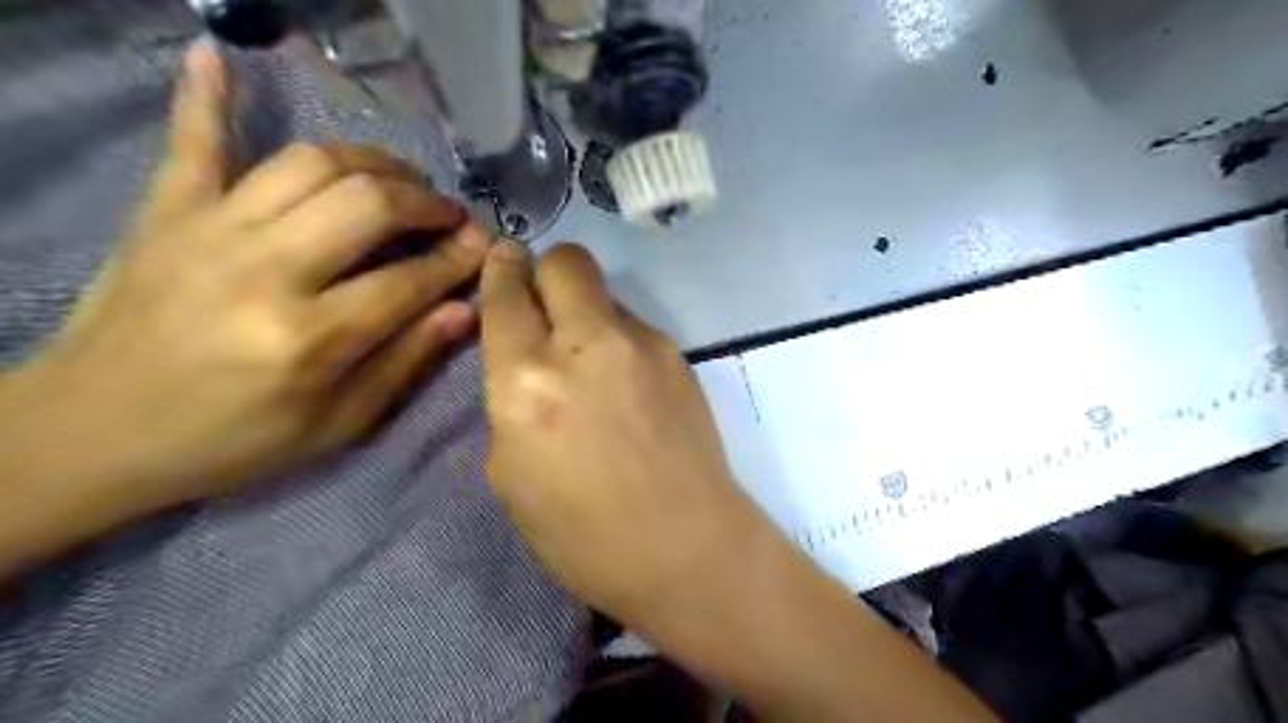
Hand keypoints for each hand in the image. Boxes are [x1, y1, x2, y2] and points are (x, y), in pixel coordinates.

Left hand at [5, 43, 487, 516]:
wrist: (92, 435)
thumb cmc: (232, 442)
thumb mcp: (337, 426)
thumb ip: (405, 363)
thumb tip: (466, 310)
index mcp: (310, 338)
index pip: (410, 280)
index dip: (458, 260)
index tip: (485, 246)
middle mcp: (265, 271)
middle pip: (368, 204)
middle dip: (425, 203)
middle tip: (449, 215)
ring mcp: (209, 230)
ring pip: (311, 164)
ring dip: (371, 163)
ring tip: (400, 181)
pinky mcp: (164, 212)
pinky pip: (192, 140)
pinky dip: (205, 96)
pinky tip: (218, 54)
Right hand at [477, 244, 999, 721]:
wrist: (686, 546)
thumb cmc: (584, 534)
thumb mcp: (512, 475)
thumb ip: (511, 402)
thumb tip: (528, 364)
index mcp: (528, 382)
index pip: (507, 294)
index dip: (501, 269)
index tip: (503, 258)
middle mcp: (585, 345)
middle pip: (566, 261)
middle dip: (547, 270)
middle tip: (544, 304)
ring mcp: (642, 345)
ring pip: (605, 293)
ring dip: (586, 312)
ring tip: (592, 363)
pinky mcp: (678, 355)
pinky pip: (635, 327)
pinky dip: (619, 341)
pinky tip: (628, 387)